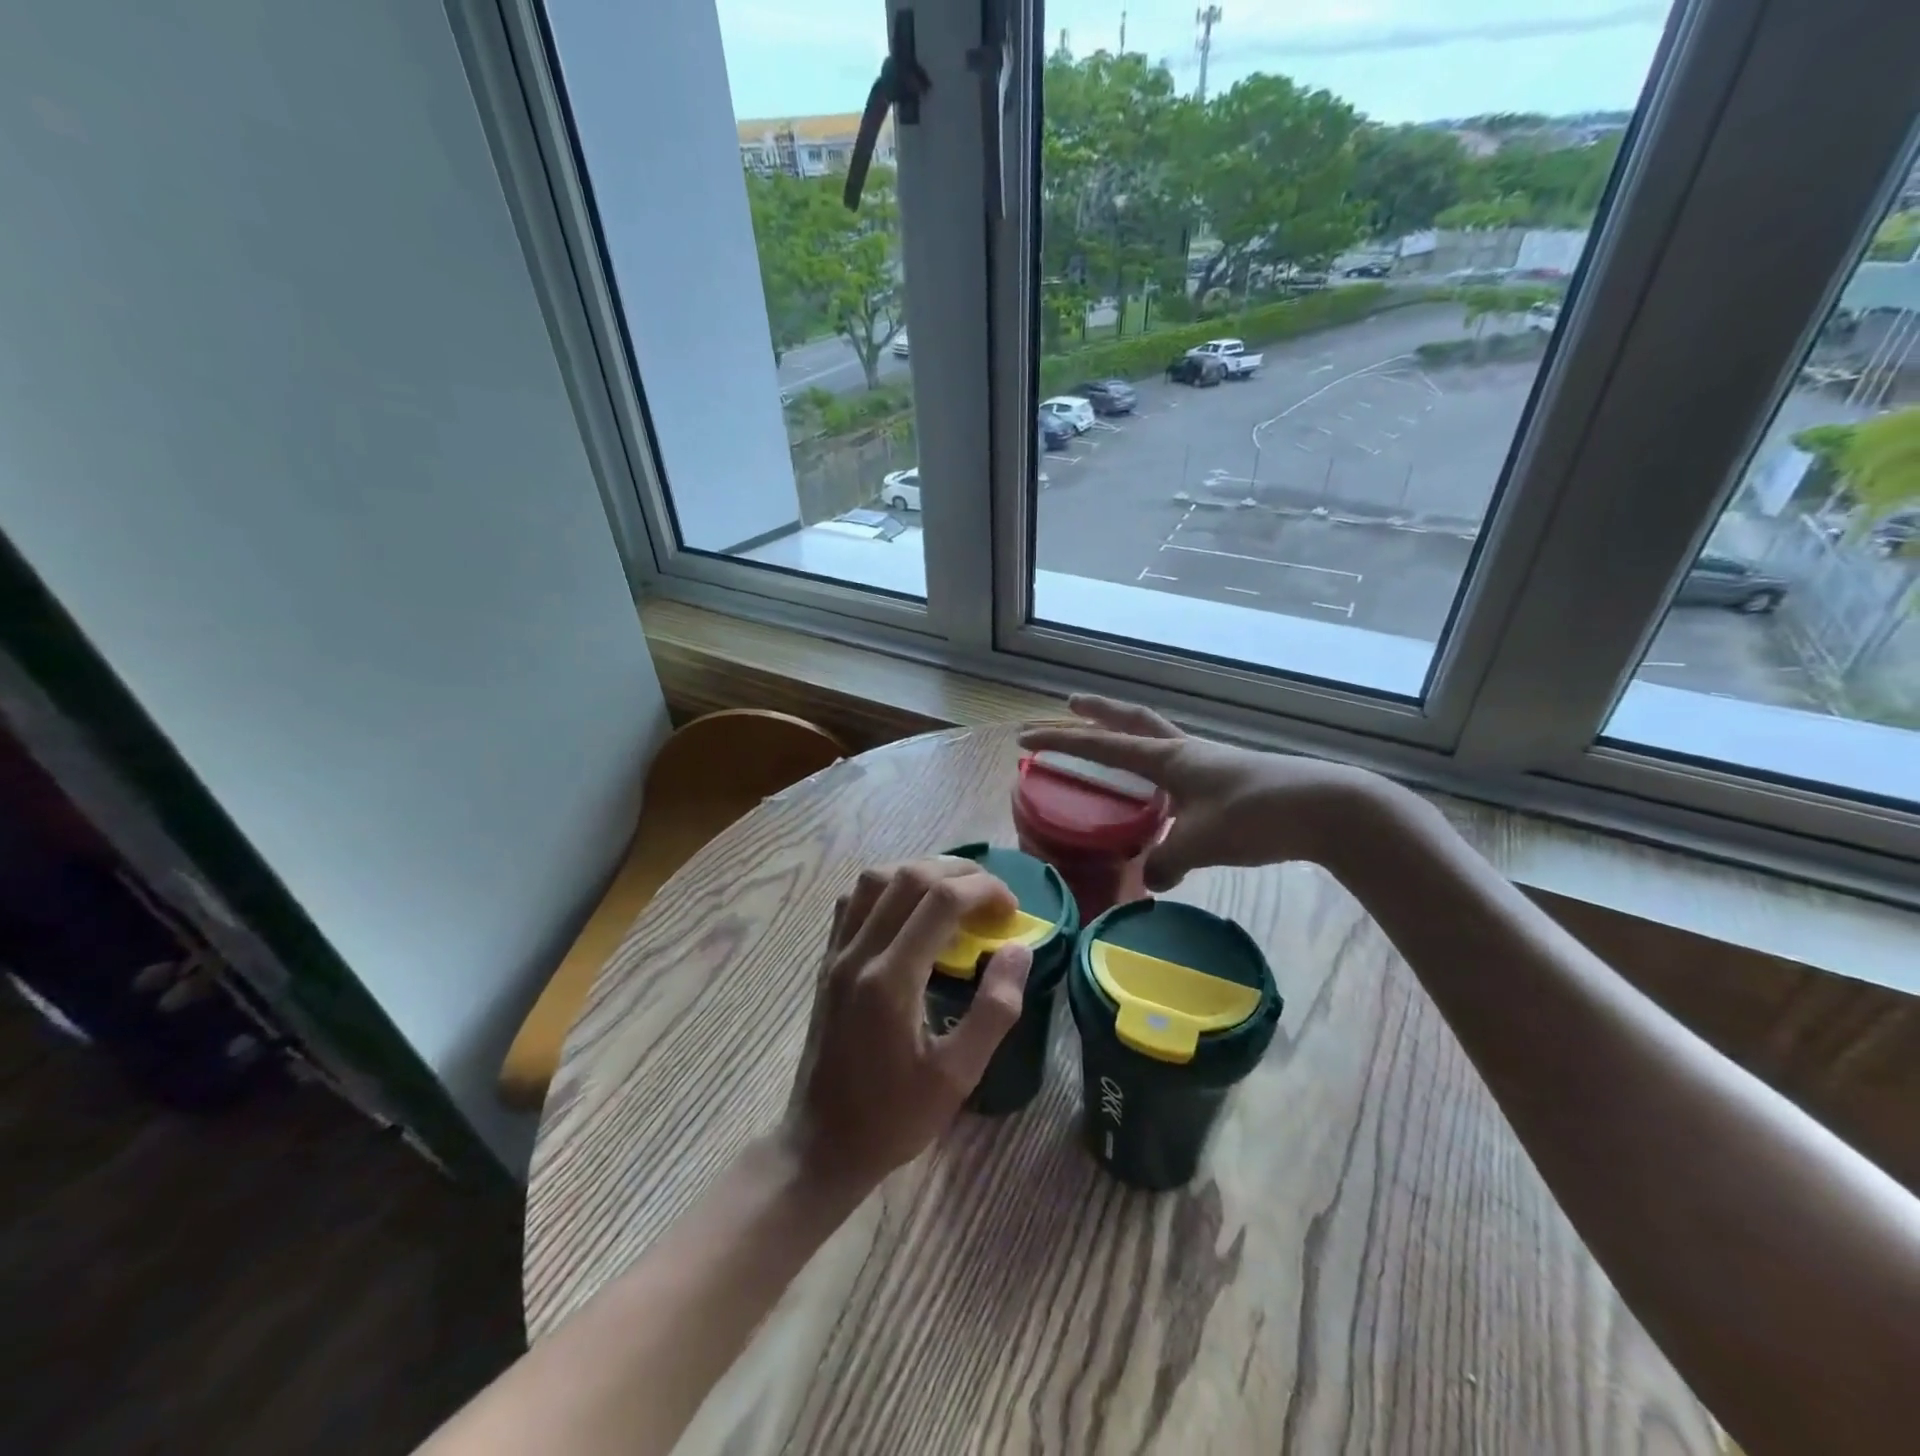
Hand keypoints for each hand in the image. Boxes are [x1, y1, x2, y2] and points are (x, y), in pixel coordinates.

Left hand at [783, 859, 1033, 1194]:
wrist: (821, 1144)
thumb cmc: (894, 1118)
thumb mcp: (958, 1077)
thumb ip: (994, 1010)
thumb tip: (1018, 949)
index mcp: (891, 981)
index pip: (941, 900)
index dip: (984, 890)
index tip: (1012, 909)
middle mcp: (859, 954)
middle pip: (908, 876)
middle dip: (959, 872)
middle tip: (992, 895)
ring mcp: (837, 954)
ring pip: (874, 878)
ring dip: (920, 870)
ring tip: (955, 892)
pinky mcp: (827, 961)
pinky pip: (853, 900)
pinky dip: (886, 886)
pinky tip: (909, 908)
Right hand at [1019, 694, 1382, 889]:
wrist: (1327, 809)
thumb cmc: (1255, 816)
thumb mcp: (1201, 843)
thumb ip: (1166, 861)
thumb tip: (1150, 880)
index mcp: (1168, 758)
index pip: (1102, 745)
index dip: (1061, 742)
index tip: (1026, 740)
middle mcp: (1184, 752)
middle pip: (1131, 722)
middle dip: (1096, 713)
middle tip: (1069, 705)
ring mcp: (1208, 763)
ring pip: (1155, 741)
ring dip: (1127, 738)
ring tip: (1109, 750)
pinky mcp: (1228, 781)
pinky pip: (1178, 770)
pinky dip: (1156, 774)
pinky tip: (1160, 799)